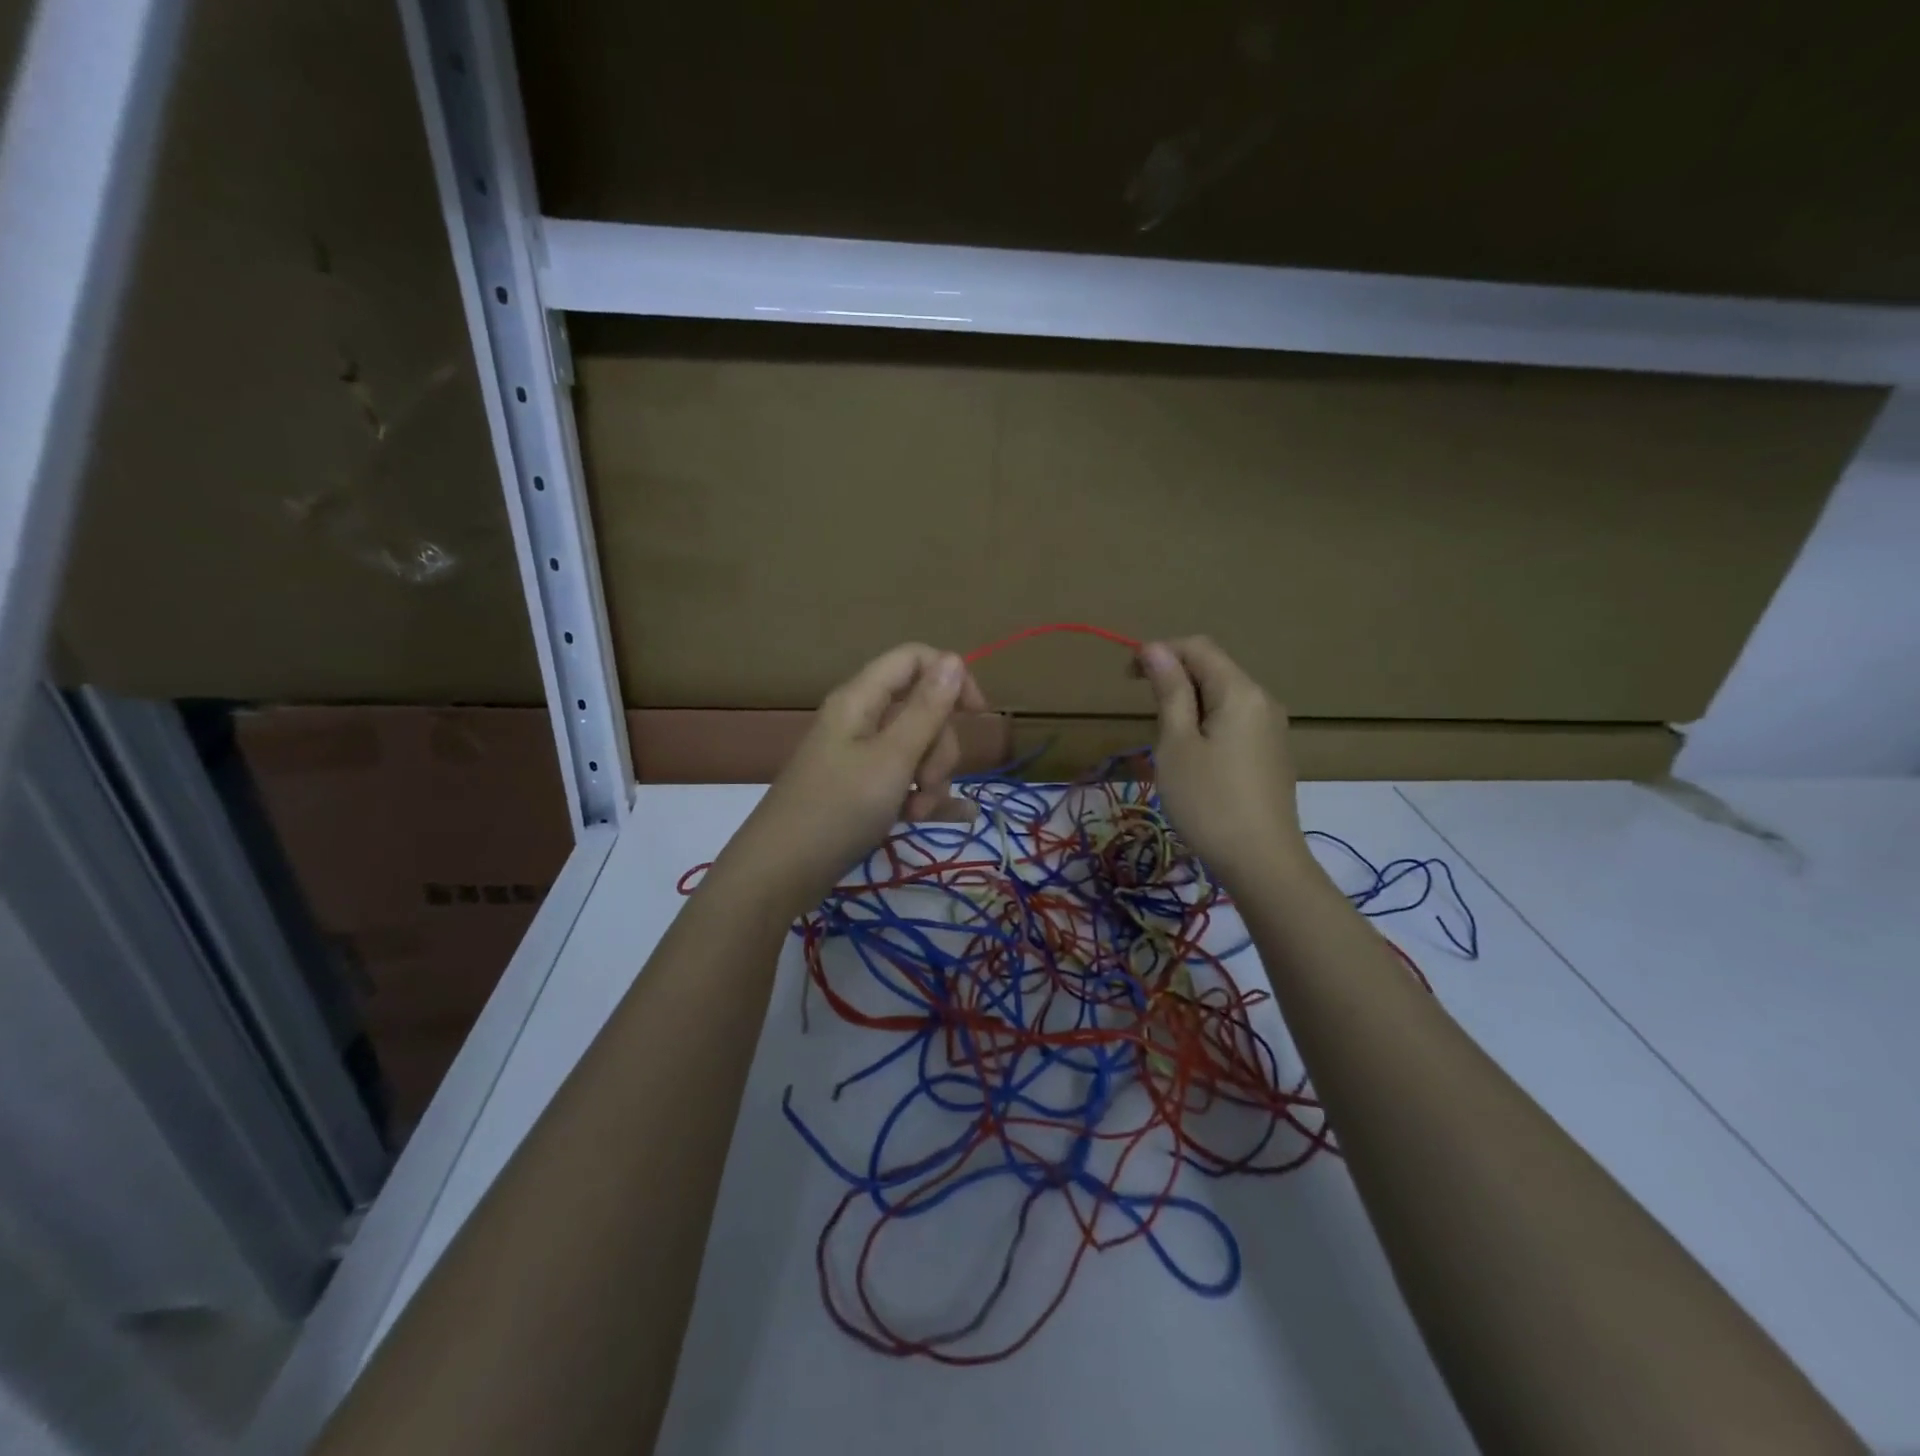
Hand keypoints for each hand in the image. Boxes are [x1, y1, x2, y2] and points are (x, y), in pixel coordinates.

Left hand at [719, 643, 987, 915]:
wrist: (781, 871)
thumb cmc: (838, 809)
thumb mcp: (892, 758)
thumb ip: (926, 710)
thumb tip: (953, 658)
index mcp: (862, 699)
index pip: (915, 660)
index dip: (951, 678)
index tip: (977, 715)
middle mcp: (861, 720)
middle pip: (921, 710)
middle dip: (939, 748)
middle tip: (927, 784)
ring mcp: (861, 757)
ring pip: (918, 749)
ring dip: (932, 780)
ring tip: (918, 814)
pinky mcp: (862, 789)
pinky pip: (906, 781)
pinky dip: (926, 796)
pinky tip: (958, 816)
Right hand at [1137, 636, 1307, 894]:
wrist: (1262, 862)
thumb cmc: (1208, 801)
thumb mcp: (1177, 744)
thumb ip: (1169, 691)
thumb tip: (1155, 649)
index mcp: (1240, 691)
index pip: (1197, 647)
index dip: (1159, 651)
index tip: (1127, 678)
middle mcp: (1262, 700)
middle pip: (1212, 670)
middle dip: (1173, 680)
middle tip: (1146, 718)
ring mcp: (1271, 729)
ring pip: (1222, 698)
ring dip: (1188, 706)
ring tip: (1166, 745)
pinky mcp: (1271, 754)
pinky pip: (1234, 723)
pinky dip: (1206, 726)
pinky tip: (1194, 762)